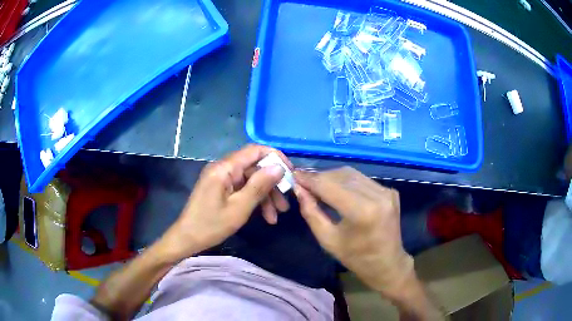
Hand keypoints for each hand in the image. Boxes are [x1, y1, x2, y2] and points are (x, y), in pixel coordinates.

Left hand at [158, 145, 292, 260]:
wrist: (187, 239)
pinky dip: (254, 200)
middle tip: (285, 204)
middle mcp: (223, 168)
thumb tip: (279, 167)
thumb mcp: (239, 208)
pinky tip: (265, 216)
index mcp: (224, 168)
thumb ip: (259, 185)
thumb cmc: (211, 225)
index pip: (255, 151)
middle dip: (271, 185)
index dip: (275, 158)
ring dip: (265, 196)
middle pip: (254, 168)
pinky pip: (242, 189)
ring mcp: (221, 179)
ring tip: (276, 216)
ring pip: (250, 180)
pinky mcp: (221, 189)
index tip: (290, 174)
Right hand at [294, 167, 413, 300]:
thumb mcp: (327, 240)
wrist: (388, 264)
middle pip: (341, 175)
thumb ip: (311, 212)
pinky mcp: (390, 191)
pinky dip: (346, 181)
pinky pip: (362, 179)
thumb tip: (299, 189)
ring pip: (351, 174)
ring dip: (332, 177)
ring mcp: (386, 191)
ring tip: (317, 185)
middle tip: (303, 183)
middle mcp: (377, 195)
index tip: (294, 174)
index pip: (330, 186)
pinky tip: (337, 190)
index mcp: (362, 212)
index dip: (310, 179)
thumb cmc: (356, 258)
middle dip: (319, 177)